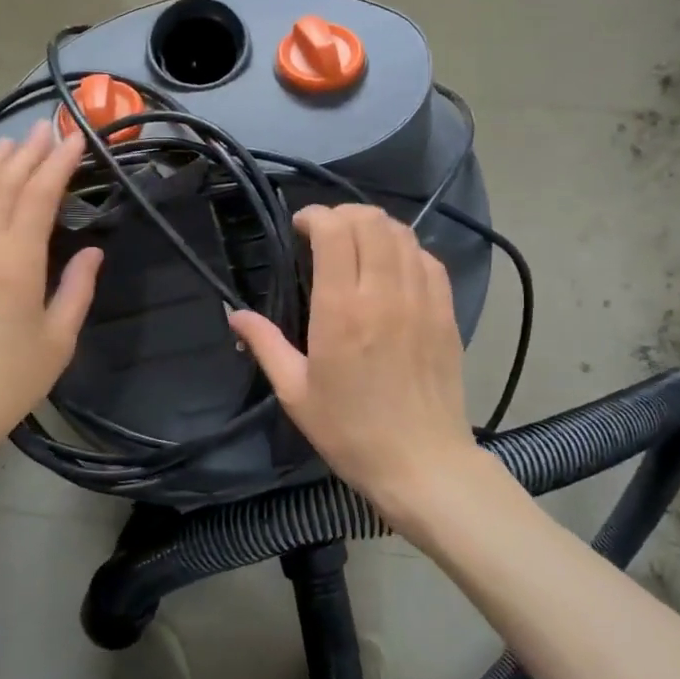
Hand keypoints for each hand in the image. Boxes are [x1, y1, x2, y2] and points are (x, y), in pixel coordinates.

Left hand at [0, 123, 102, 461]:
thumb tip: (92, 250)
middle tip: (46, 129)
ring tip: (10, 144)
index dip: (59, 164)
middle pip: (4, 187)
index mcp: (17, 261)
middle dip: (28, 154)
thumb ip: (77, 288)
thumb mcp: (59, 339)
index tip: (75, 138)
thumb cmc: (10, 379)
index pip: (39, 196)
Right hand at [229, 205, 479, 527]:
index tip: (300, 229)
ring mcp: (421, 300)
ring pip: (402, 233)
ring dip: (374, 227)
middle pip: (370, 221)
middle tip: (325, 234)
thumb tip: (233, 313)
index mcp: (341, 310)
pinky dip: (406, 249)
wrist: (422, 464)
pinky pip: (428, 258)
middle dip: (343, 215)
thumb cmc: (350, 431)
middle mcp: (384, 293)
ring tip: (357, 244)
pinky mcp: (446, 312)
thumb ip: (265, 344)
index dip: (315, 216)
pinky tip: (392, 267)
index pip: (334, 231)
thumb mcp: (295, 392)